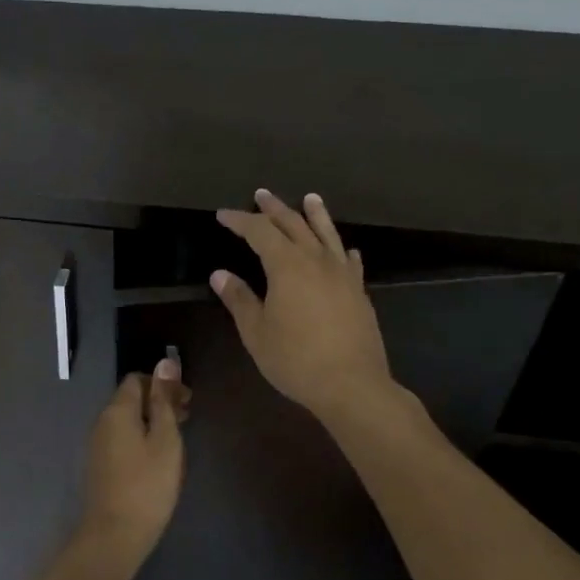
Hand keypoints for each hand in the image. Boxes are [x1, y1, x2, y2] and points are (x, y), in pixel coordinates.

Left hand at [78, 358, 188, 570]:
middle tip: (187, 418)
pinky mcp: (100, 465)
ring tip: (177, 439)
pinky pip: (122, 438)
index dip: (163, 383)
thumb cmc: (147, 485)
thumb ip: (165, 400)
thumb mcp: (165, 439)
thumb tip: (165, 362)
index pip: (137, 379)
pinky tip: (158, 457)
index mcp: (117, 410)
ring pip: (127, 420)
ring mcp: (98, 444)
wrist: (114, 536)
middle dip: (159, 401)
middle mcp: (102, 421)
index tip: (187, 400)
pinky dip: (142, 437)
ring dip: (152, 421)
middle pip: (131, 398)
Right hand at [213, 189, 393, 422]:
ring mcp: (342, 274)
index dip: (240, 221)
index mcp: (287, 266)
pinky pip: (350, 261)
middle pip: (294, 224)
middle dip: (274, 209)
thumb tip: (220, 274)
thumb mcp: (257, 332)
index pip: (260, 232)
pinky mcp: (359, 292)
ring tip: (310, 198)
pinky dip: (341, 250)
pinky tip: (344, 249)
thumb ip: (239, 299)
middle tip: (261, 194)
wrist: (352, 385)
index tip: (223, 215)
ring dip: (315, 214)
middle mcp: (316, 260)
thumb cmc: (295, 359)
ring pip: (327, 234)